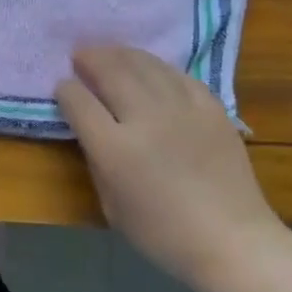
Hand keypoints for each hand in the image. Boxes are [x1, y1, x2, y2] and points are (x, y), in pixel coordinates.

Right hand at [55, 46, 284, 285]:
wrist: (229, 238)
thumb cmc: (161, 233)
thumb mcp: (110, 204)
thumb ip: (97, 160)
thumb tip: (91, 129)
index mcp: (114, 149)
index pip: (79, 102)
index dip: (66, 91)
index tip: (62, 88)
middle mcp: (146, 119)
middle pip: (111, 71)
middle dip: (91, 59)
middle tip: (80, 55)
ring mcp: (182, 109)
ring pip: (145, 65)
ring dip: (121, 55)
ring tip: (109, 53)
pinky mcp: (211, 108)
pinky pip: (178, 75)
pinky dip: (157, 67)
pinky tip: (150, 69)